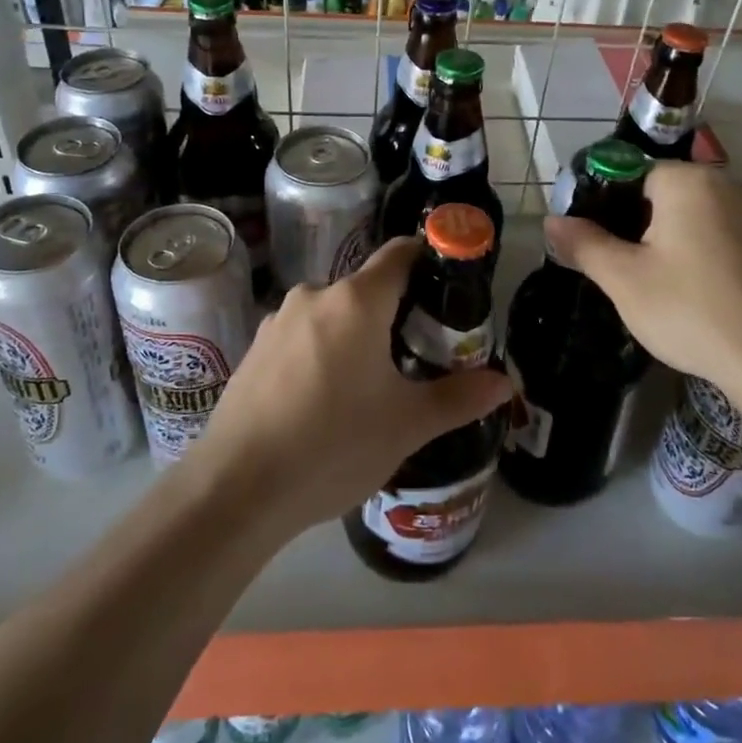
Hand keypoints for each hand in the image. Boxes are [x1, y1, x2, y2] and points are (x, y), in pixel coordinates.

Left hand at [189, 238, 510, 536]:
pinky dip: (324, 353)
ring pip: (334, 314)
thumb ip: (459, 398)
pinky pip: (304, 337)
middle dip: (398, 312)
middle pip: (368, 288)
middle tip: (423, 354)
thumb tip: (505, 383)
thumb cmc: (333, 445)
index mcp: (356, 300)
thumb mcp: (407, 425)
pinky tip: (327, 401)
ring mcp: (277, 321)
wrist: (236, 489)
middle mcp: (314, 295)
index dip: (429, 259)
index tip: (450, 286)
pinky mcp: (254, 349)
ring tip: (375, 384)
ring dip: (358, 335)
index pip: (400, 253)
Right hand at [544, 163, 741, 399]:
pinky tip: (691, 291)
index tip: (596, 243)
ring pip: (689, 216)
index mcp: (687, 180)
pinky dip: (696, 253)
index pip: (630, 174)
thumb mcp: (623, 278)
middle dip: (635, 225)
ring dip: (665, 241)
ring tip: (652, 283)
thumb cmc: (690, 309)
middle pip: (661, 194)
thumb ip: (584, 243)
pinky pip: (716, 235)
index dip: (605, 206)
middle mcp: (724, 184)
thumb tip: (551, 221)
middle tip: (621, 268)